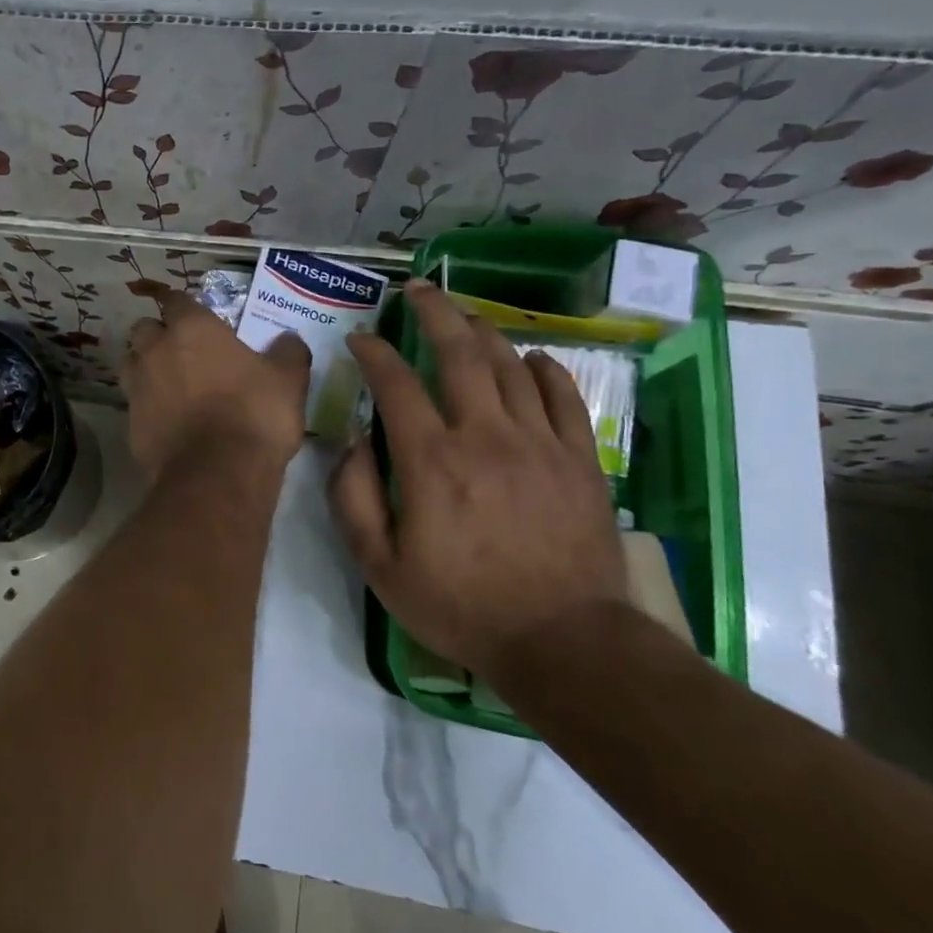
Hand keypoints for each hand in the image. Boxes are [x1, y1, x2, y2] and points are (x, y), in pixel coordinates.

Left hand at [121, 292, 310, 480]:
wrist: (217, 474)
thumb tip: (287, 339)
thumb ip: (287, 352)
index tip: (192, 314)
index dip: (182, 305)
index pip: (175, 299)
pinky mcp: (130, 424)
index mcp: (191, 329)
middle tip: (181, 350)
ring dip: (144, 366)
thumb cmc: (254, 414)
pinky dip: (146, 405)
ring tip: (167, 381)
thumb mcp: (288, 379)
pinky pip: (134, 404)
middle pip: (144, 329)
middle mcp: (156, 351)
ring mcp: (137, 387)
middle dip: (158, 334)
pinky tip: (166, 419)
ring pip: (130, 363)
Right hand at [330, 280, 627, 680]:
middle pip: (460, 353)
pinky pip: (564, 398)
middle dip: (434, 313)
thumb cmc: (460, 606)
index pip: (396, 383)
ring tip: (464, 314)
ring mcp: (540, 444)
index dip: (374, 352)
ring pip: (510, 366)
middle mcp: (485, 436)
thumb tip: (352, 443)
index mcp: (431, 460)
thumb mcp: (379, 565)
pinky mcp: (580, 460)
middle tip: (417, 290)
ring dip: (483, 332)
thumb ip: (354, 497)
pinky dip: (545, 370)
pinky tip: (531, 358)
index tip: (360, 338)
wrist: (563, 642)